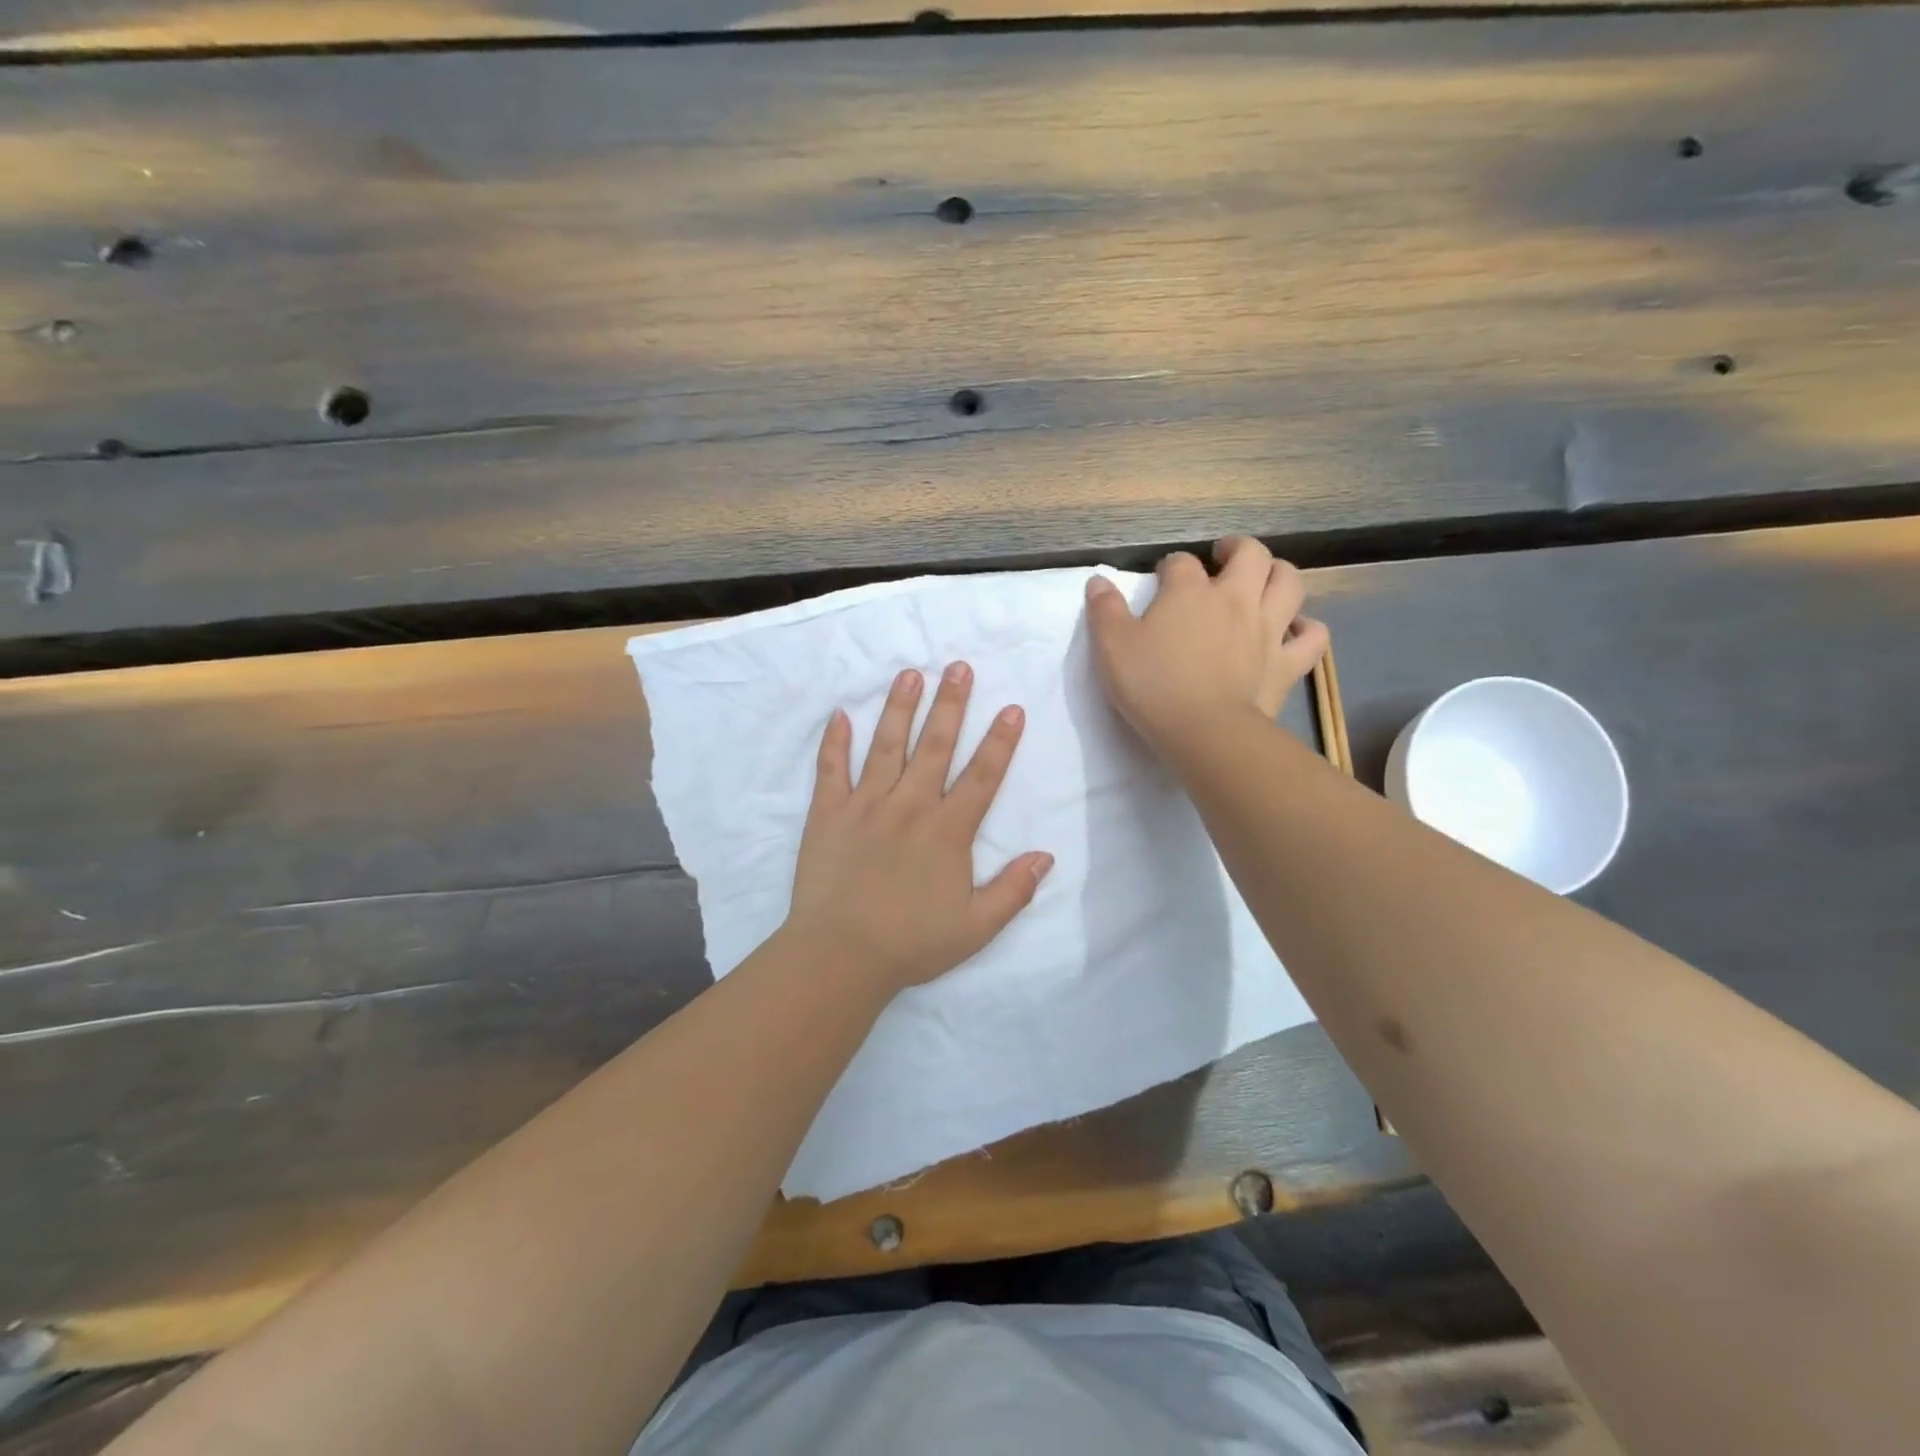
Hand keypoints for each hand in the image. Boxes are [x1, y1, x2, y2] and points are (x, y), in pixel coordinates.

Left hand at [784, 661, 1053, 992]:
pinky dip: (835, 741)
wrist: (841, 956)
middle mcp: (910, 806)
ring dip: (900, 708)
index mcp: (948, 831)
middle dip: (951, 704)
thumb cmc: (912, 943)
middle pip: (935, 746)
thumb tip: (1046, 856)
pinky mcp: (829, 813)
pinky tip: (840, 714)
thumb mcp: (976, 927)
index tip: (1012, 708)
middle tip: (958, 667)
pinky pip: (831, 769)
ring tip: (911, 674)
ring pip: (886, 745)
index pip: (982, 777)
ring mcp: (866, 805)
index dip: (1000, 742)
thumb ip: (1013, 890)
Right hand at [1085, 537, 1328, 757]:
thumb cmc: (1153, 686)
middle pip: (1250, 554)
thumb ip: (1104, 611)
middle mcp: (1234, 599)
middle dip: (1237, 549)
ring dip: (1278, 574)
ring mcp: (1268, 629)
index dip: (1170, 567)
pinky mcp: (1288, 663)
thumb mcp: (1111, 647)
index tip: (1161, 581)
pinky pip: (1313, 636)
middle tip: (1223, 558)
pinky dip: (1307, 628)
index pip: (1180, 562)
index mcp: (1189, 592)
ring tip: (1263, 581)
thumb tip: (1098, 582)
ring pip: (1289, 583)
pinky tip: (1294, 630)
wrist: (1205, 732)